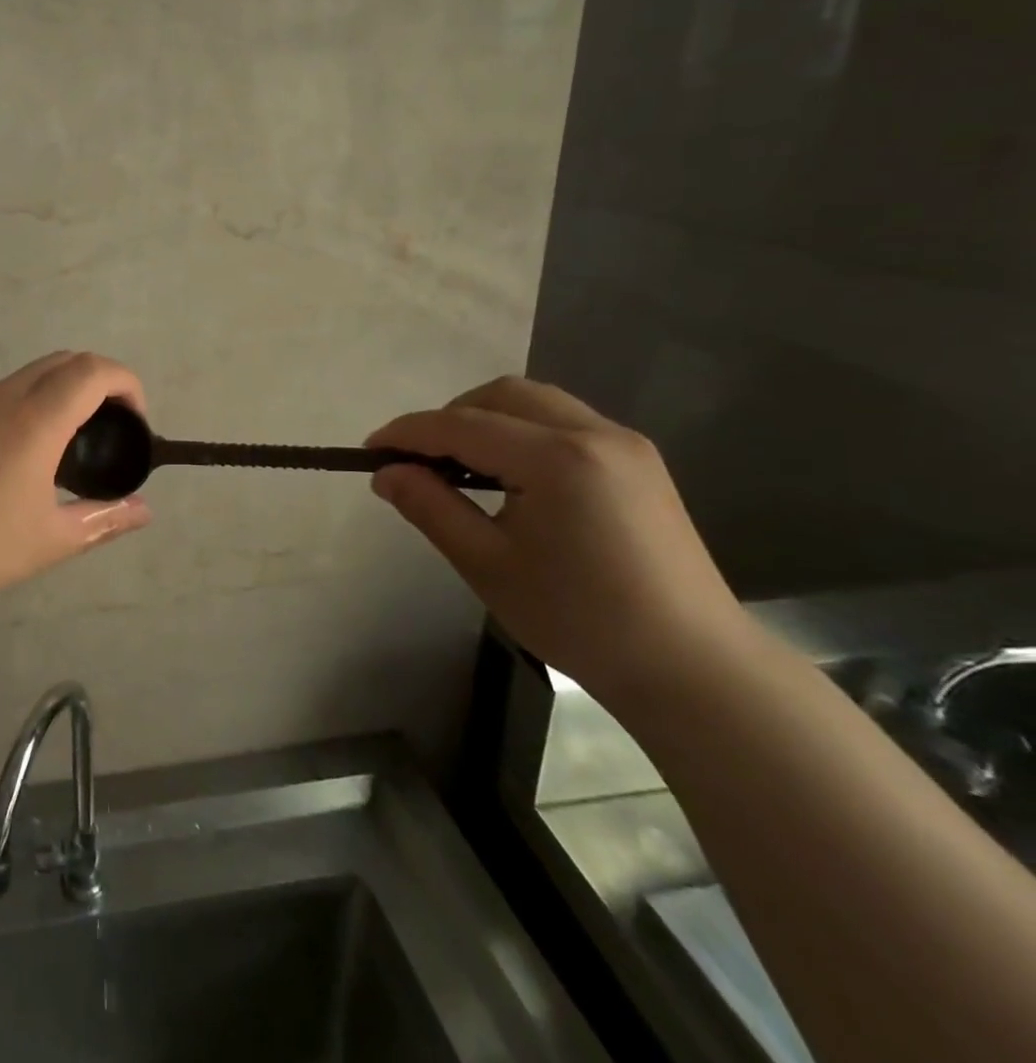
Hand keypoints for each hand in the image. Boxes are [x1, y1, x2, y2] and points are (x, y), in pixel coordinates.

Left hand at [0, 351, 152, 610]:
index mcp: (35, 420)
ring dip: (66, 389)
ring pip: (34, 372)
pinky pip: (8, 391)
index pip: (93, 370)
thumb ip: (104, 519)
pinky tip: (31, 452)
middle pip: (66, 360)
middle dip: (101, 381)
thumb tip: (144, 511)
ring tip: (75, 442)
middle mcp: (4, 398)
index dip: (127, 384)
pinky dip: (37, 400)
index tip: (136, 422)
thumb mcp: (52, 540)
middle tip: (112, 429)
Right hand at [366, 376, 746, 701]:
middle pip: (502, 395)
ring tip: (459, 466)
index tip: (369, 451)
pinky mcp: (639, 462)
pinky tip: (510, 476)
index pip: (462, 425)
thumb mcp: (486, 564)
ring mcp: (625, 444)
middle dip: (449, 417)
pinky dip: (522, 432)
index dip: (408, 433)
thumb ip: (431, 507)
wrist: (692, 667)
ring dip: (486, 419)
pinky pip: (564, 422)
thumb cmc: (579, 619)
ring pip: (535, 403)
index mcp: (557, 458)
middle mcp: (595, 433)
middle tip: (419, 459)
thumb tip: (385, 473)